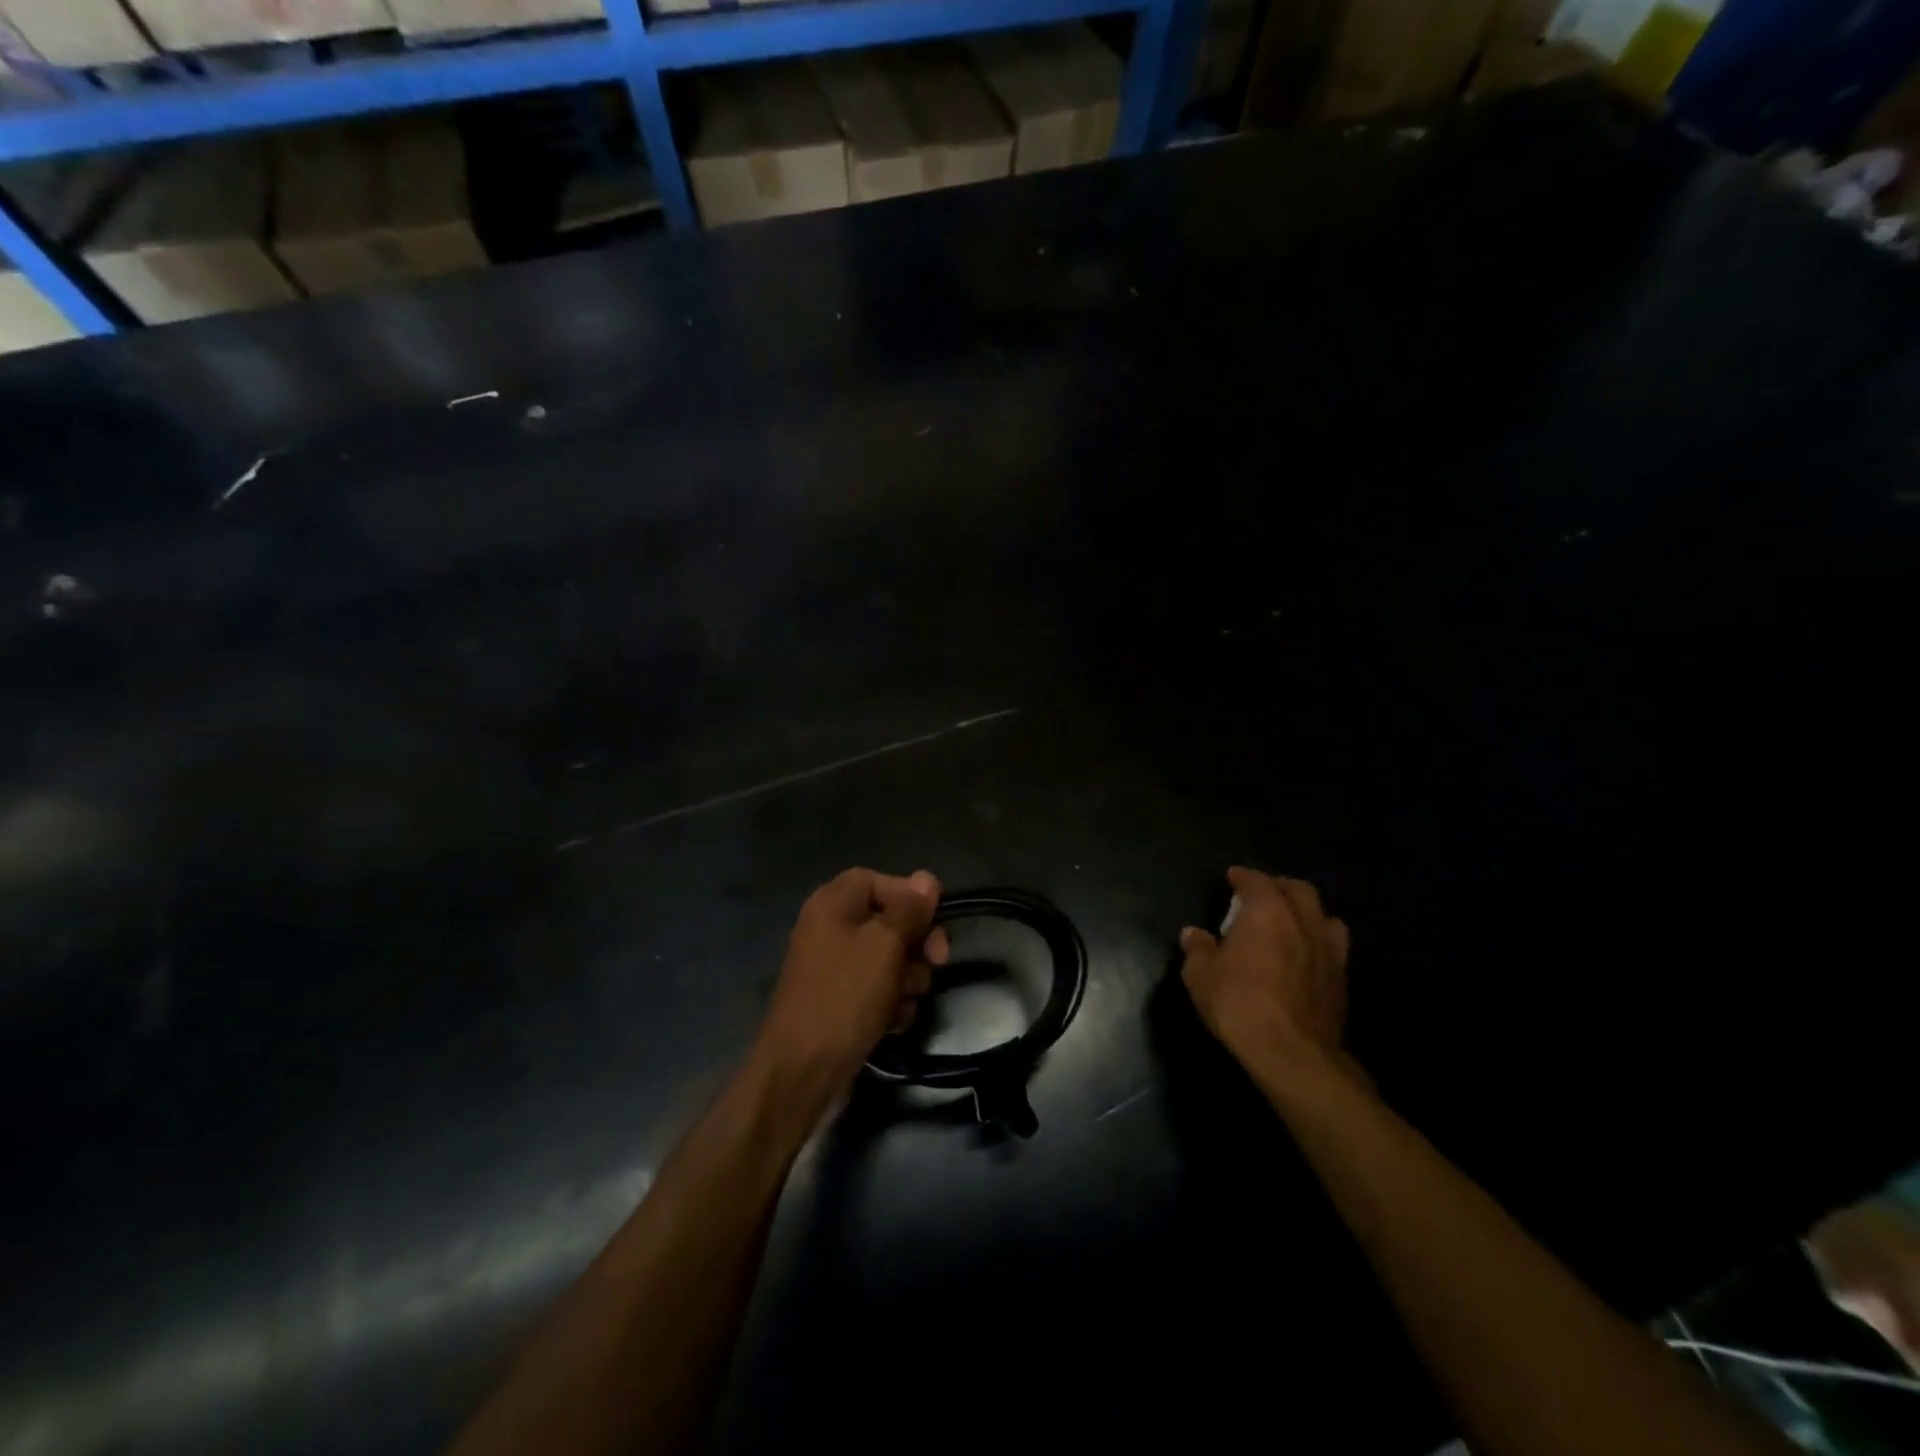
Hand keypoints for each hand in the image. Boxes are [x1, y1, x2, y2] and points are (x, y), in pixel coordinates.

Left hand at [755, 868, 950, 1091]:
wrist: (802, 1071)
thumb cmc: (845, 996)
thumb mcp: (885, 945)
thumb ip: (909, 910)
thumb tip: (927, 879)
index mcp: (832, 904)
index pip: (877, 880)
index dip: (909, 895)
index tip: (935, 918)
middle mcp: (830, 929)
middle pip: (888, 920)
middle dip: (916, 943)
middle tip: (937, 962)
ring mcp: (834, 968)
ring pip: (889, 958)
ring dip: (908, 978)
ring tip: (905, 1000)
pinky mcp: (841, 1002)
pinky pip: (878, 990)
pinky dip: (891, 1002)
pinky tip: (894, 1022)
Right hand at [1179, 867, 1356, 1089]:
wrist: (1292, 1052)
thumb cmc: (1239, 1003)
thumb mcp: (1201, 976)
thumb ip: (1198, 949)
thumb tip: (1193, 934)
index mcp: (1267, 912)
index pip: (1257, 880)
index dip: (1243, 876)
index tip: (1232, 877)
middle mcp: (1302, 922)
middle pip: (1299, 890)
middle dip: (1279, 886)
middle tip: (1262, 894)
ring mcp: (1328, 950)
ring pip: (1324, 916)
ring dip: (1307, 912)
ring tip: (1291, 922)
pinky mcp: (1341, 980)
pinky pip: (1333, 947)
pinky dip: (1318, 942)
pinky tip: (1305, 956)